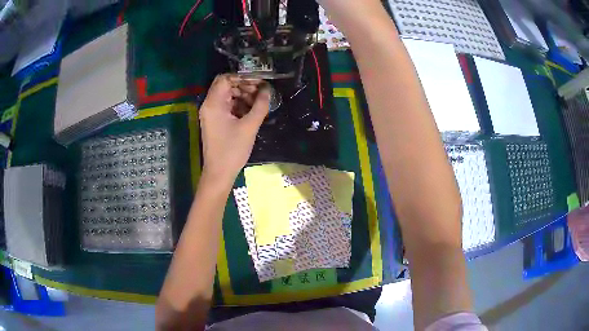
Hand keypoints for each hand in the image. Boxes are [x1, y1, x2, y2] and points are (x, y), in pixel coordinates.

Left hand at [199, 74, 269, 182]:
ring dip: (243, 96)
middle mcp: (209, 105)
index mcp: (213, 103)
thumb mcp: (250, 126)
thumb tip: (267, 89)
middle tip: (261, 92)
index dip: (243, 77)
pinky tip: (252, 111)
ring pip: (227, 96)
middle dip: (244, 86)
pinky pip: (227, 106)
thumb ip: (260, 105)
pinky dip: (239, 105)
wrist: (219, 173)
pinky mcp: (215, 122)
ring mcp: (211, 114)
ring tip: (259, 102)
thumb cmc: (232, 150)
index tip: (259, 82)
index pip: (226, 78)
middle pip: (226, 86)